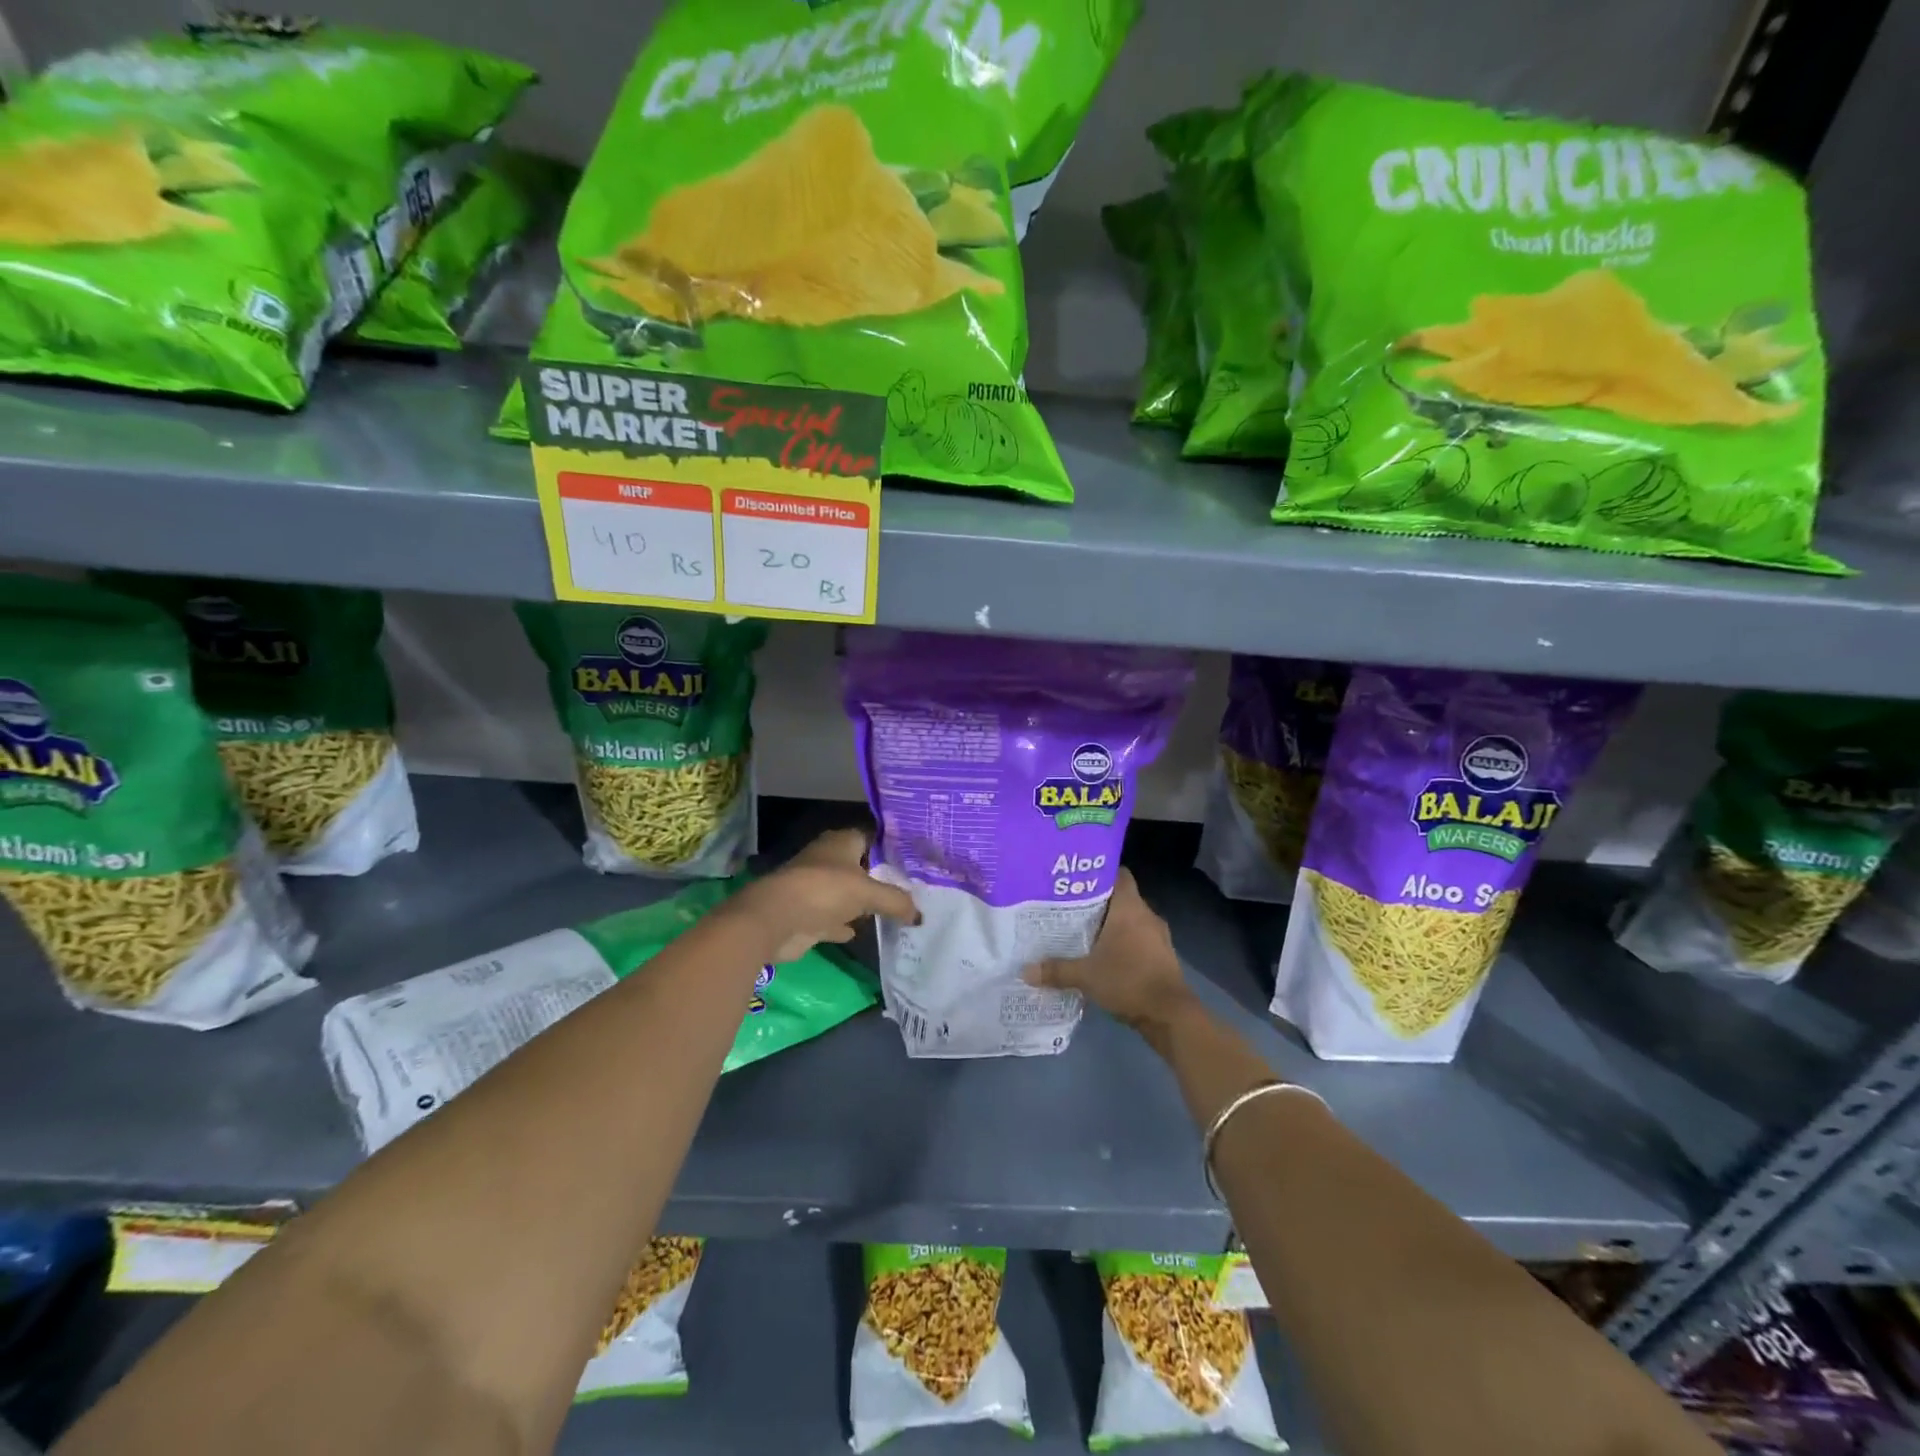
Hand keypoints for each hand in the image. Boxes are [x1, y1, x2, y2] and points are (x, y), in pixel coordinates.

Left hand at [731, 827, 918, 962]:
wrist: (776, 919)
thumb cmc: (824, 890)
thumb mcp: (868, 892)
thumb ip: (896, 901)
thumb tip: (919, 915)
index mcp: (842, 842)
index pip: (872, 837)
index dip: (892, 847)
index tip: (915, 860)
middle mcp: (828, 860)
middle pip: (860, 866)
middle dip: (881, 877)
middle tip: (911, 889)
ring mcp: (816, 887)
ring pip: (846, 893)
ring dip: (862, 903)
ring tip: (893, 911)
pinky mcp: (807, 914)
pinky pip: (833, 918)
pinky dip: (844, 924)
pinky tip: (859, 931)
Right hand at [1024, 869, 1198, 1046]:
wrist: (1170, 1014)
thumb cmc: (1128, 980)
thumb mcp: (1085, 976)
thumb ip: (1056, 970)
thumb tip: (1025, 971)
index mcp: (1129, 908)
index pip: (1118, 874)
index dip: (1099, 873)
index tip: (1076, 879)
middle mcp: (1146, 915)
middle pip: (1121, 898)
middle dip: (1098, 902)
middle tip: (1069, 907)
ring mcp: (1158, 936)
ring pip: (1130, 920)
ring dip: (1111, 925)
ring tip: (1083, 932)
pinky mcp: (1162, 956)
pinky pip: (1139, 940)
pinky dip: (1124, 944)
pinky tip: (1104, 956)